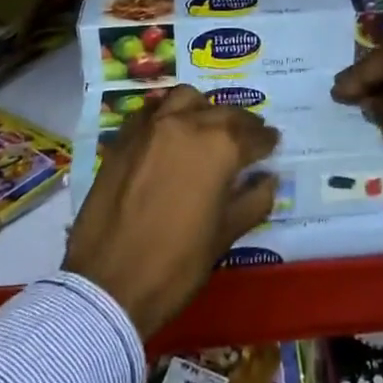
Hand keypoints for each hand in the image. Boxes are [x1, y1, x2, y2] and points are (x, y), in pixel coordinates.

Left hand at [64, 86, 279, 337]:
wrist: (108, 284)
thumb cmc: (176, 264)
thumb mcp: (225, 236)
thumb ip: (253, 200)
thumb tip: (268, 178)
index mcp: (219, 147)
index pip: (253, 136)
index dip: (267, 141)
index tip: (274, 143)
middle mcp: (187, 124)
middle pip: (223, 112)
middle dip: (241, 123)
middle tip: (249, 136)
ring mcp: (151, 127)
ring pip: (186, 99)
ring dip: (204, 108)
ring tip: (209, 126)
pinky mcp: (124, 137)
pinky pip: (152, 111)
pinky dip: (168, 114)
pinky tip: (171, 133)